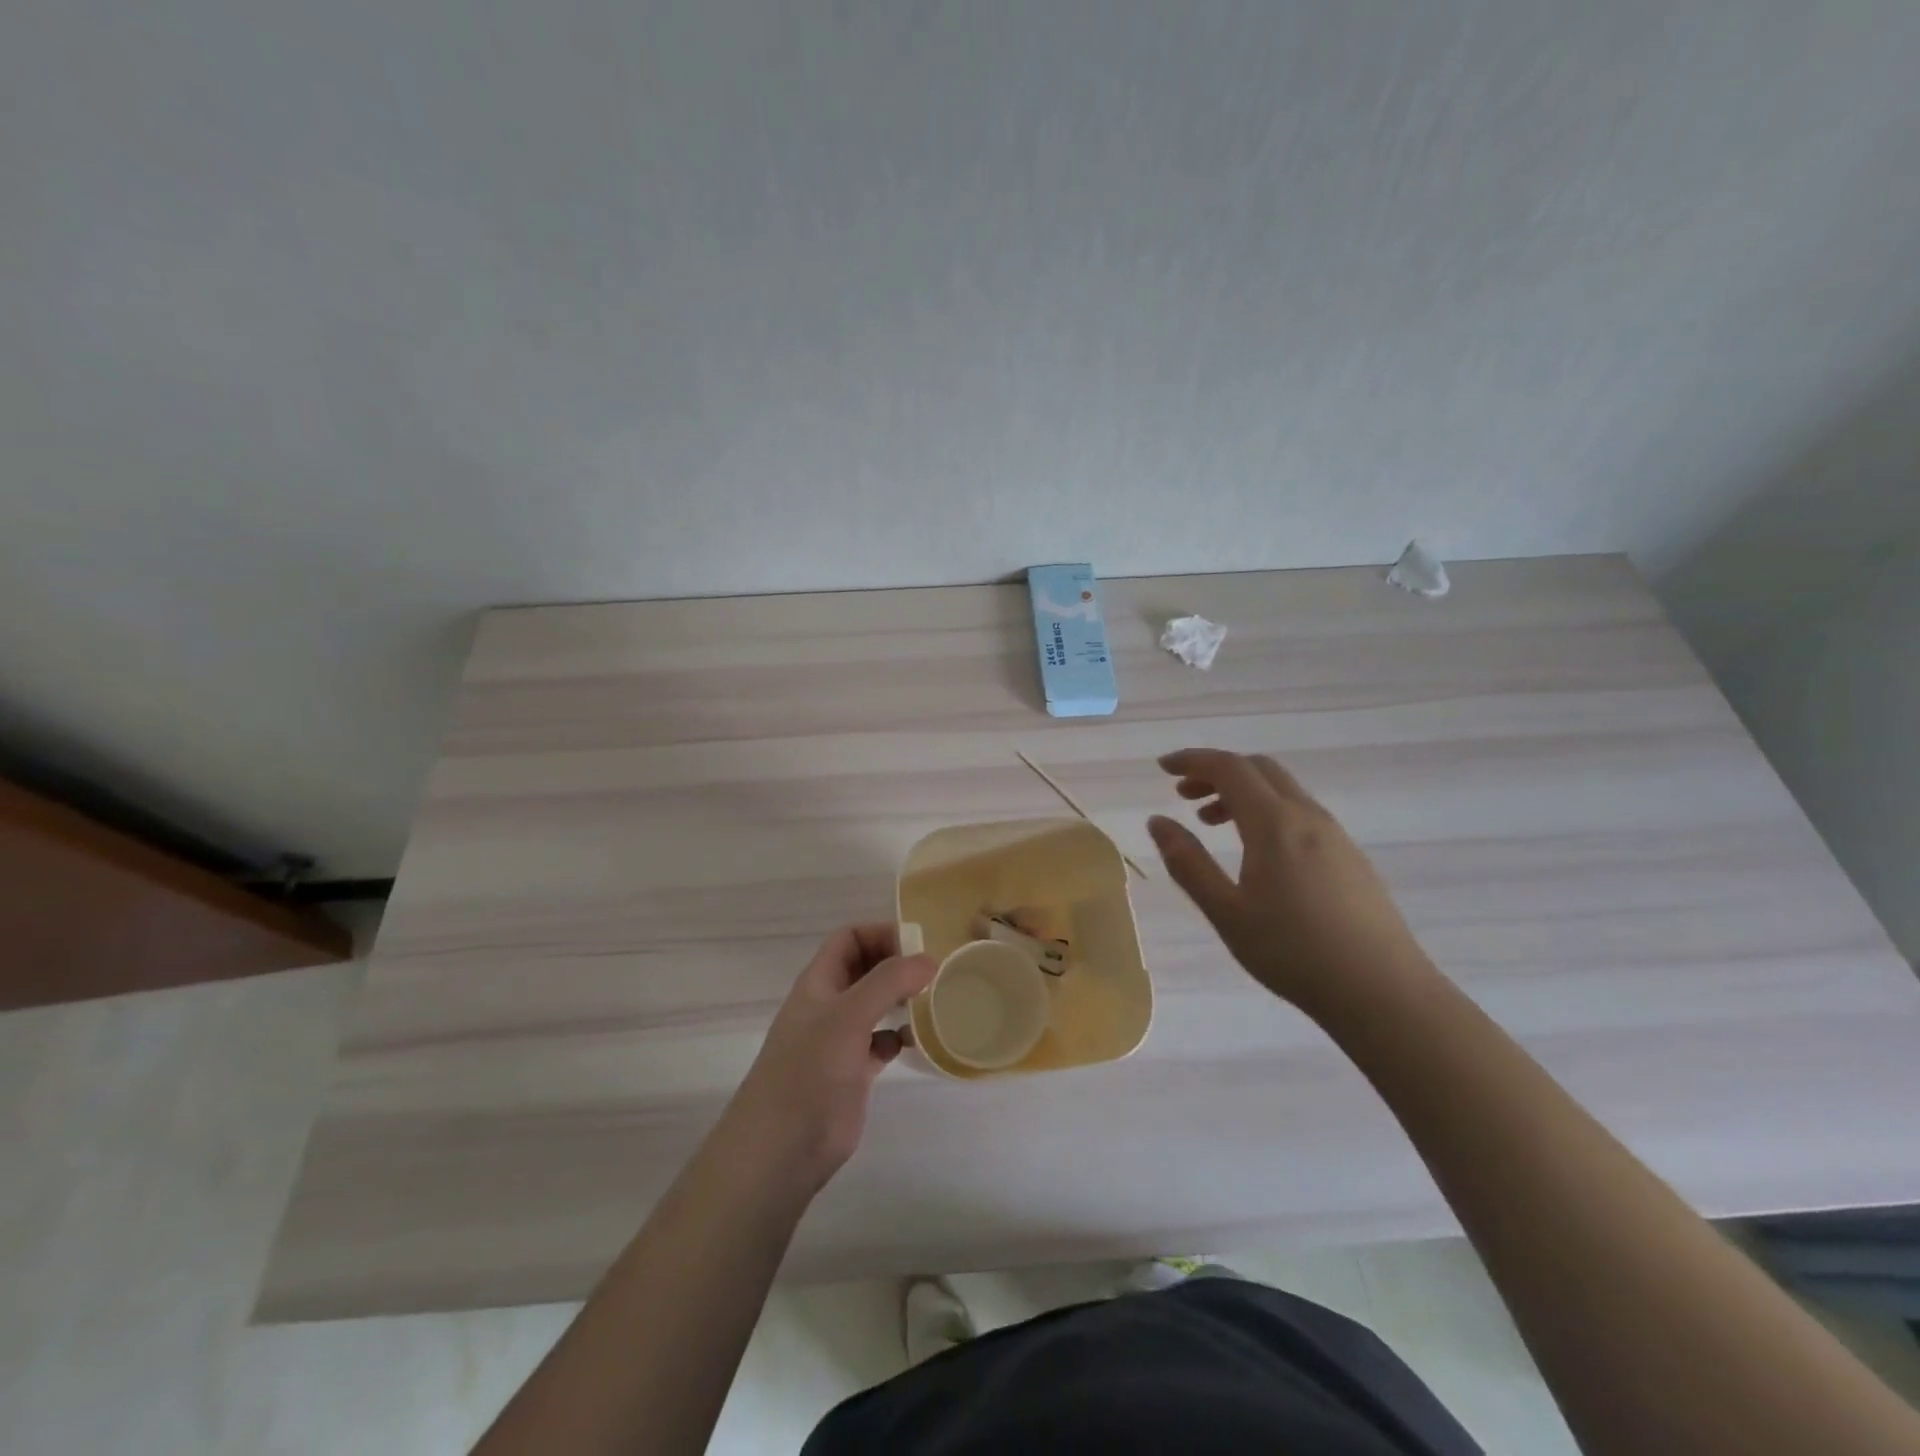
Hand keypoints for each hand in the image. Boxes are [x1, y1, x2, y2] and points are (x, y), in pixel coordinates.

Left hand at [721, 924, 935, 1194]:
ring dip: (901, 999)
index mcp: (819, 982)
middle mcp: (829, 1005)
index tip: (917, 945)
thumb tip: (929, 959)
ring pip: (875, 1005)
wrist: (782, 1148)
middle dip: (896, 964)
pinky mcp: (852, 1072)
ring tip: (931, 1001)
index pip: (850, 938)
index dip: (880, 933)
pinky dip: (898, 1037)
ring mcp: (839, 1039)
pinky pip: (880, 1042)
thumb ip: (888, 981)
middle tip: (933, 973)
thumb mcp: (849, 1015)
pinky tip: (915, 1042)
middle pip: (865, 968)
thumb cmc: (810, 1071)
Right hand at [1146, 749, 1430, 1011]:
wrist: (1383, 992)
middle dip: (1216, 772)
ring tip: (1212, 823)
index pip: (1229, 768)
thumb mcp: (1226, 912)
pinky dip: (1267, 812)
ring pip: (1282, 791)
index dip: (1192, 760)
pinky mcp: (1350, 857)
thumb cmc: (1293, 952)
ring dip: (1242, 793)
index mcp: (1273, 823)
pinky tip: (1258, 853)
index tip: (1162, 767)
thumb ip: (1188, 863)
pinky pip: (1300, 813)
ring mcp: (1335, 835)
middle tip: (1183, 795)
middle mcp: (1306, 816)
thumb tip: (1157, 821)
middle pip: (1258, 768)